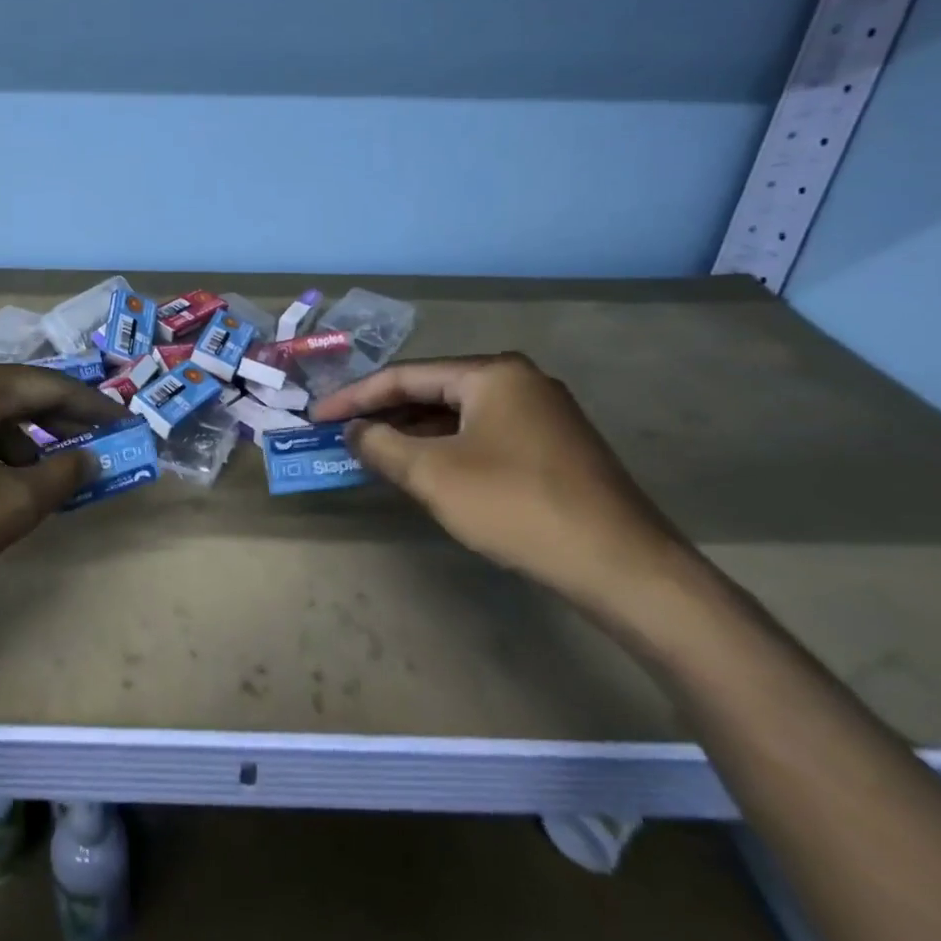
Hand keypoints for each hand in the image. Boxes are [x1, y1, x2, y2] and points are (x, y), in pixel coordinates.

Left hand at [0, 359, 126, 625]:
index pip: (50, 386)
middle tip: (88, 450)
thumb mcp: (9, 508)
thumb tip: (88, 458)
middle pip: (12, 393)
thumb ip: (61, 477)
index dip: (93, 407)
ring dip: (15, 439)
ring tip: (33, 480)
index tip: (123, 423)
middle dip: (54, 423)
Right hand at [310, 354, 691, 614]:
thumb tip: (354, 431)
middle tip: (342, 433)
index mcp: (492, 374)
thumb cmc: (517, 506)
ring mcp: (542, 415)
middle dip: (384, 414)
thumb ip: (382, 445)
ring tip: (373, 452)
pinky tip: (425, 470)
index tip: (317, 417)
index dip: (355, 397)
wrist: (623, 566)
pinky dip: (445, 449)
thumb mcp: (434, 475)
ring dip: (413, 434)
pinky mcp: (554, 448)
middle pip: (433, 392)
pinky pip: (482, 436)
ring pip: (458, 417)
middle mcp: (520, 382)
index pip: (406, 376)